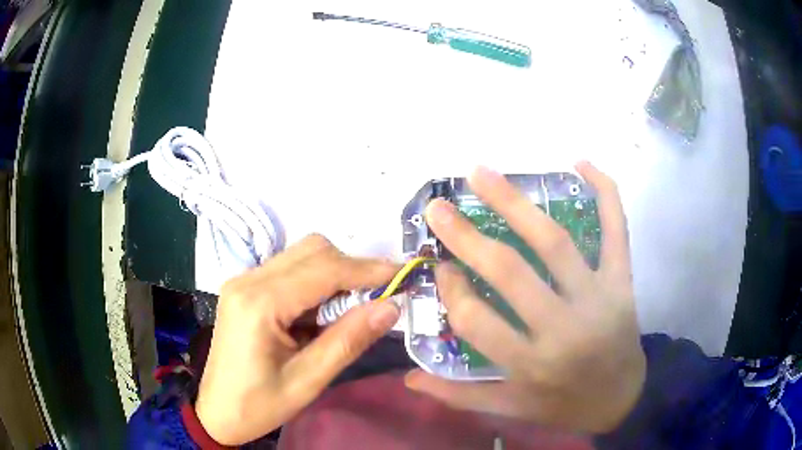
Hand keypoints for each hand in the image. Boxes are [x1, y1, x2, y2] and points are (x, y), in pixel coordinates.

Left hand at [195, 235, 399, 444]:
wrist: (217, 411)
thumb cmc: (259, 404)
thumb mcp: (308, 381)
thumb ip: (348, 340)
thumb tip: (391, 307)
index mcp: (259, 303)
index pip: (323, 269)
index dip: (367, 269)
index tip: (403, 275)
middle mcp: (248, 280)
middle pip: (311, 250)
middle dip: (351, 267)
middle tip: (378, 296)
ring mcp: (243, 280)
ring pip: (301, 255)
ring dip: (334, 273)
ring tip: (352, 308)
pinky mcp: (245, 288)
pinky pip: (289, 269)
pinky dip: (315, 282)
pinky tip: (322, 311)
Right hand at [405, 162, 644, 433]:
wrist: (624, 397)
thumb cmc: (565, 404)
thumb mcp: (512, 408)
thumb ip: (461, 396)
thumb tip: (410, 379)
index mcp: (531, 363)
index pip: (477, 321)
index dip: (452, 291)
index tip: (441, 268)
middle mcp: (563, 328)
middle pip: (510, 273)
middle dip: (467, 237)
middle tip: (438, 207)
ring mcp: (598, 298)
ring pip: (555, 243)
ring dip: (515, 203)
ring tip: (481, 174)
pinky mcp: (622, 281)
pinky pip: (617, 230)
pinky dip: (605, 193)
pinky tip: (581, 163)